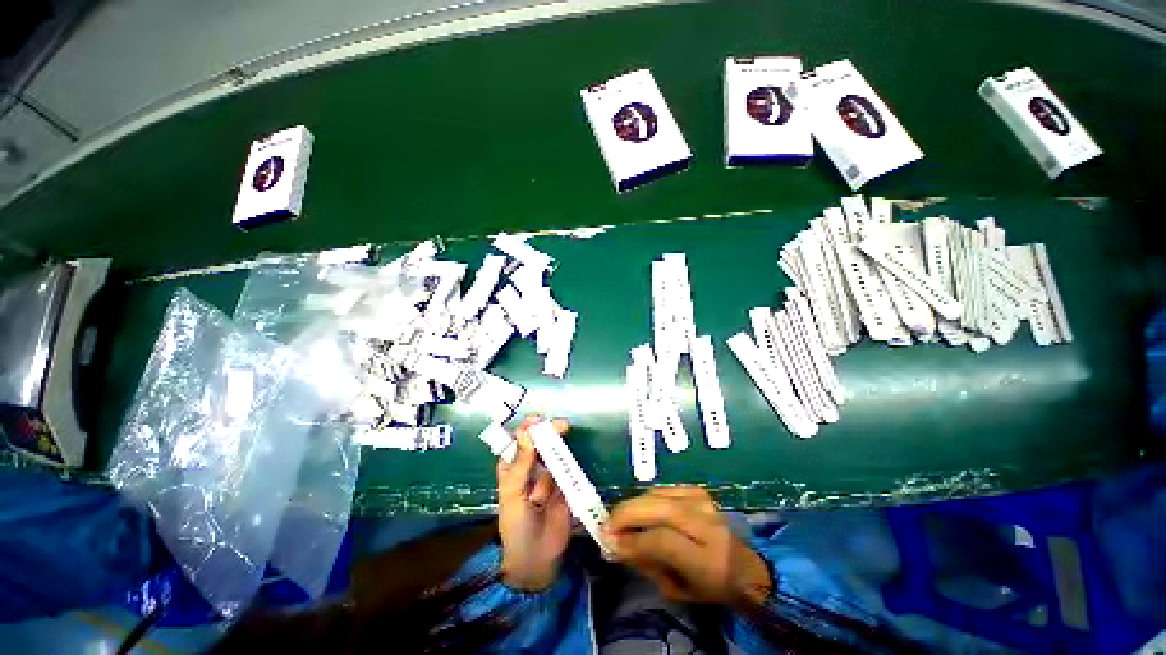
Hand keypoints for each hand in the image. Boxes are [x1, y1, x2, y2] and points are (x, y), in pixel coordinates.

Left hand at [496, 416, 572, 591]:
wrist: (536, 558)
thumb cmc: (516, 524)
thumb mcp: (513, 492)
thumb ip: (521, 462)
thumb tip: (527, 430)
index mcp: (513, 465)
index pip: (521, 438)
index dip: (529, 426)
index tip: (539, 419)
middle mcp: (532, 465)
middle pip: (542, 441)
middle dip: (551, 431)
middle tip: (563, 425)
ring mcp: (551, 473)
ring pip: (557, 452)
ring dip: (560, 448)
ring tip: (559, 454)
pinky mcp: (566, 483)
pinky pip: (570, 467)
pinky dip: (572, 462)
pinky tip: (573, 460)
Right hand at [604, 487, 772, 604]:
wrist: (742, 565)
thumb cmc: (708, 585)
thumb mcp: (676, 589)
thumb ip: (645, 563)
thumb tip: (614, 545)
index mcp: (707, 558)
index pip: (663, 541)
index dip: (633, 540)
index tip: (609, 543)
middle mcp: (706, 523)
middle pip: (658, 509)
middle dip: (626, 514)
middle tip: (606, 524)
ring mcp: (702, 501)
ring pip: (656, 495)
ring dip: (633, 505)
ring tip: (619, 519)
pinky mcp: (697, 490)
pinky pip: (661, 490)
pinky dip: (645, 499)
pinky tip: (639, 510)